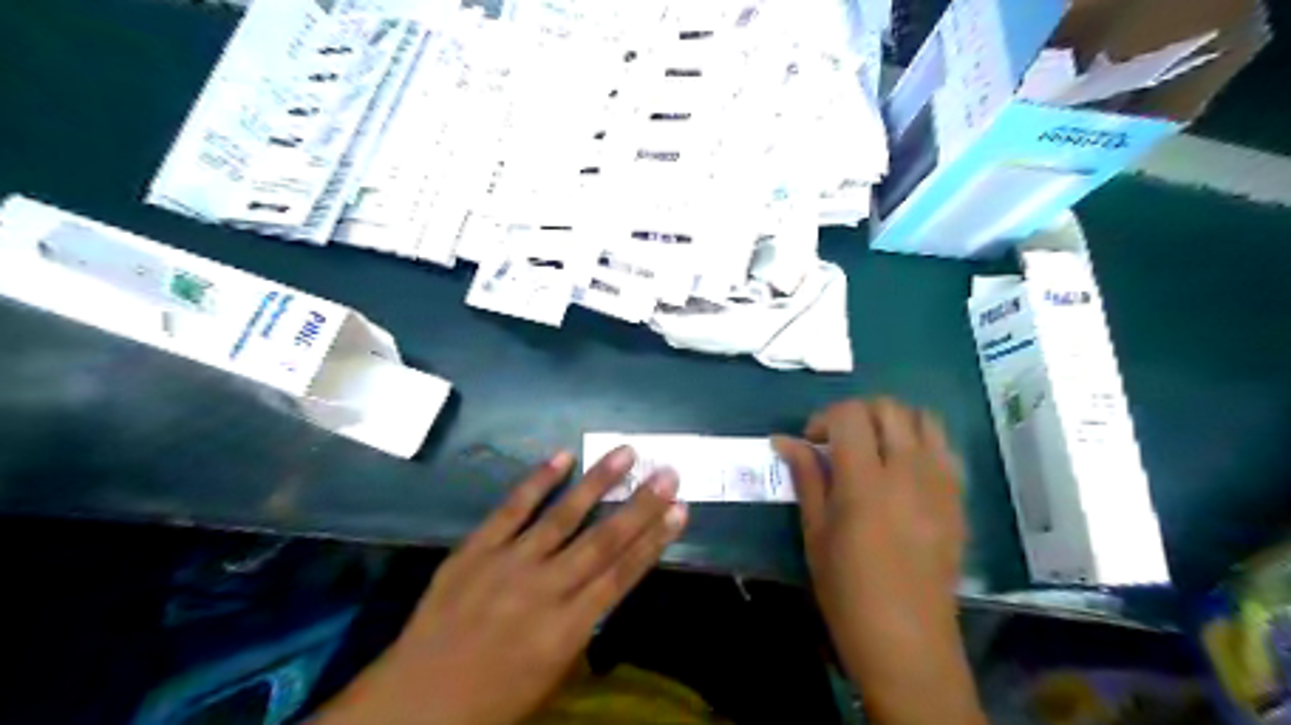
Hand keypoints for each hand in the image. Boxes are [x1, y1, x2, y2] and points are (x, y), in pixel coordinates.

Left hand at [317, 446, 685, 724]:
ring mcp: (507, 564)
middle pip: (603, 540)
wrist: (414, 704)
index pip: (621, 575)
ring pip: (563, 516)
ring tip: (626, 452)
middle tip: (668, 472)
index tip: (679, 511)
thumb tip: (603, 586)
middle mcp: (543, 590)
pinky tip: (561, 457)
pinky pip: (510, 509)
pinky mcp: (474, 550)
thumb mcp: (552, 675)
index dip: (654, 541)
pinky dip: (537, 481)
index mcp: (566, 630)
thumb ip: (582, 627)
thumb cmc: (492, 701)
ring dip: (597, 482)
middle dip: (640, 505)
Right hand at [776, 399, 978, 724]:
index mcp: (865, 483)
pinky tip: (903, 469)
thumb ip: (806, 478)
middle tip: (839, 440)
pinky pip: (944, 448)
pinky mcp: (958, 499)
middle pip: (889, 408)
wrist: (908, 642)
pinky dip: (921, 442)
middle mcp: (908, 473)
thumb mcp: (815, 534)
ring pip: (924, 419)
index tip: (811, 442)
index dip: (825, 417)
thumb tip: (784, 440)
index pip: (850, 415)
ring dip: (893, 421)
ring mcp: (940, 484)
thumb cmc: (848, 592)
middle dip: (858, 412)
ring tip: (874, 447)